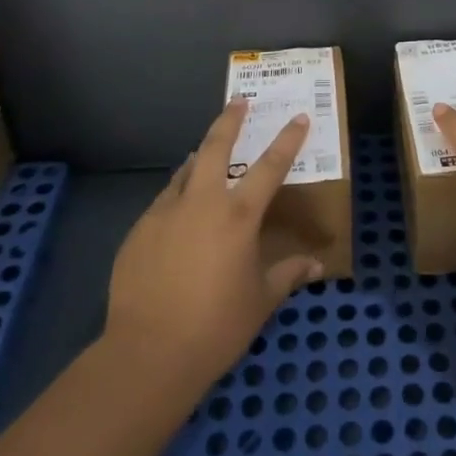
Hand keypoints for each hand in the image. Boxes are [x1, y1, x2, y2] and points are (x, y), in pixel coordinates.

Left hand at [104, 100, 324, 396]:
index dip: (287, 140)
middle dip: (229, 121)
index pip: (270, 166)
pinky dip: (177, 195)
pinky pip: (164, 201)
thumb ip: (288, 274)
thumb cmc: (216, 328)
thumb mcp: (260, 302)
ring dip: (200, 158)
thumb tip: (317, 264)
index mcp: (238, 216)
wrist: (148, 353)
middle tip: (238, 102)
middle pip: (216, 147)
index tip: (298, 118)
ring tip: (205, 154)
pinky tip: (178, 211)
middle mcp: (202, 202)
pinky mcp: (139, 230)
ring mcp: (165, 213)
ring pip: (185, 171)